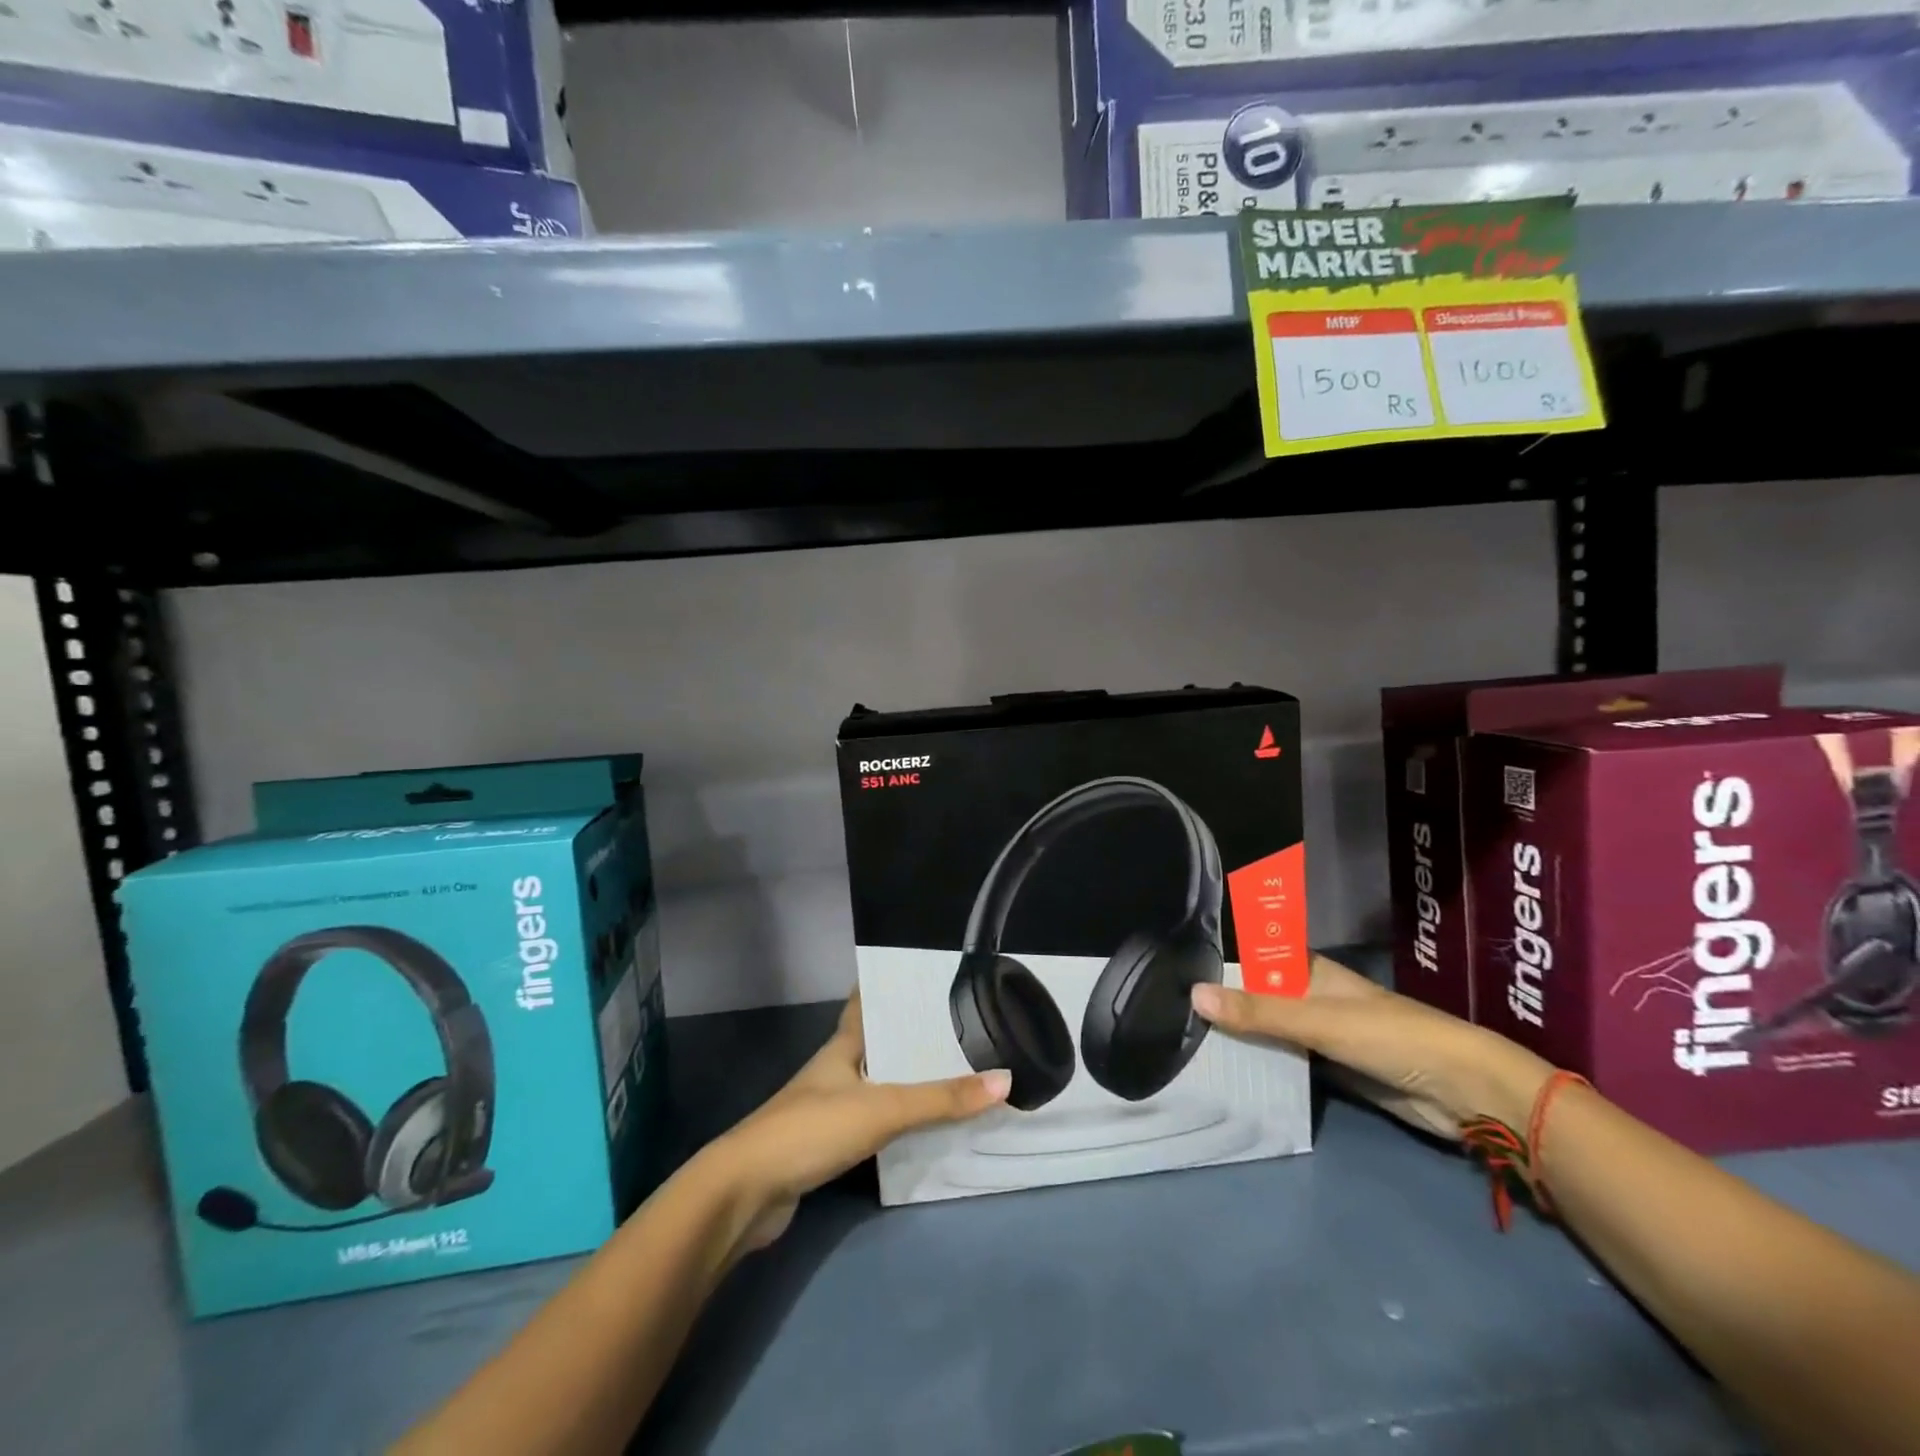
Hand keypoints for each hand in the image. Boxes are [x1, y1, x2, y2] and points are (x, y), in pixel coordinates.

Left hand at [701, 992, 1009, 1253]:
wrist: (746, 1193)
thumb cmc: (811, 1129)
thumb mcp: (882, 1108)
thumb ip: (941, 1099)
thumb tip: (1005, 1080)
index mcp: (842, 1047)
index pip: (866, 1004)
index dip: (891, 987)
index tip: (927, 974)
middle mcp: (835, 1070)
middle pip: (878, 1044)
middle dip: (912, 1036)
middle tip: (961, 1025)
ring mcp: (829, 1109)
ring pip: (877, 1084)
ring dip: (908, 1080)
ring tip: (955, 1070)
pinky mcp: (828, 1146)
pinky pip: (874, 1122)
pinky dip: (898, 1120)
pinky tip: (925, 1125)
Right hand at [1190, 954, 1552, 1139]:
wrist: (1461, 1091)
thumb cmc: (1390, 1036)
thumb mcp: (1316, 1020)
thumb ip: (1257, 1011)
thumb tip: (1192, 994)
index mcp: (1308, 971)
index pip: (1254, 957)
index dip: (1219, 959)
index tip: (1171, 965)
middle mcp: (1310, 996)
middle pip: (1257, 995)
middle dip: (1222, 1002)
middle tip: (1167, 1012)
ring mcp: (1320, 1033)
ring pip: (1269, 1029)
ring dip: (1239, 1036)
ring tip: (1184, 1042)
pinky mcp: (1331, 1068)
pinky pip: (1285, 1061)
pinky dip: (1261, 1064)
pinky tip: (1228, 1072)